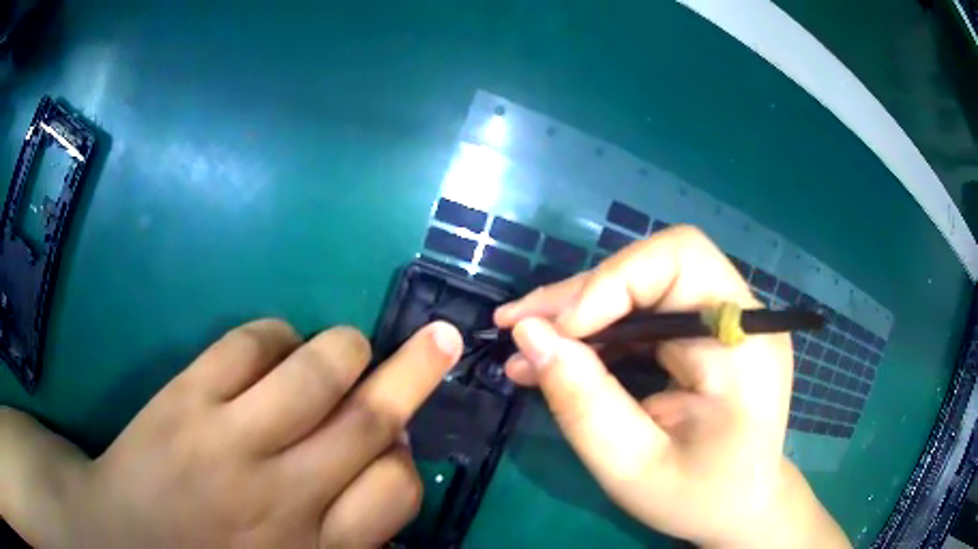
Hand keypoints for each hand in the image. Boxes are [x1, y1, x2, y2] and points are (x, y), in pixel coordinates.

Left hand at [0, 321, 462, 546]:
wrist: (123, 539)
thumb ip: (344, 536)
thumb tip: (384, 481)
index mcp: (316, 547)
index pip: (398, 490)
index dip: (406, 457)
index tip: (398, 442)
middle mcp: (284, 494)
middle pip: (370, 421)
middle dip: (415, 373)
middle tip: (442, 339)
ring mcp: (230, 440)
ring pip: (318, 369)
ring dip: (346, 348)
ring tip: (347, 349)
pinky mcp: (186, 398)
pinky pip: (250, 343)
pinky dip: (275, 336)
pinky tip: (271, 350)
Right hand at [495, 226, 848, 547]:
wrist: (740, 506)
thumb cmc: (697, 498)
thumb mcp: (632, 467)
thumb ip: (583, 403)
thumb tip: (529, 334)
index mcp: (744, 345)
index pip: (681, 259)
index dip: (613, 282)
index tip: (558, 333)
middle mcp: (740, 318)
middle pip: (654, 267)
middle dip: (582, 296)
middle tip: (519, 327)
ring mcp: (723, 322)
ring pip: (641, 285)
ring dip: (581, 312)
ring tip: (528, 345)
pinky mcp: (704, 334)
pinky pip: (644, 312)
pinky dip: (598, 330)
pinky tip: (559, 356)